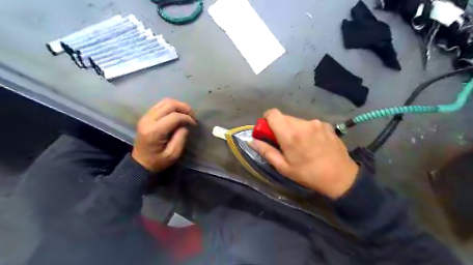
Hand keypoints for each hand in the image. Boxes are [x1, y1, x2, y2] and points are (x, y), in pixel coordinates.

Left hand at [131, 98, 195, 172]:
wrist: (140, 164)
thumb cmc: (157, 161)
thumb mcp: (173, 154)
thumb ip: (180, 138)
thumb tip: (185, 125)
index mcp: (154, 131)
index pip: (174, 116)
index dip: (187, 118)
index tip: (194, 124)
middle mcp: (148, 120)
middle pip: (169, 104)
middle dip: (184, 108)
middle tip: (192, 116)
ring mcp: (145, 117)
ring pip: (164, 102)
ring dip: (178, 106)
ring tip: (186, 114)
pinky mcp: (146, 117)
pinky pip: (160, 105)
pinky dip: (171, 107)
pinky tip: (177, 114)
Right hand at [249, 109, 356, 197]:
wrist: (341, 177)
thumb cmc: (308, 174)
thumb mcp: (283, 167)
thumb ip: (266, 151)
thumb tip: (252, 141)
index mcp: (290, 133)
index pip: (273, 113)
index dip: (267, 119)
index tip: (268, 131)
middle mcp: (303, 123)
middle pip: (284, 117)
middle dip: (280, 127)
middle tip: (284, 143)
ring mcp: (316, 123)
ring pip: (297, 121)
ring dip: (294, 129)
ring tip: (300, 145)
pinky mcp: (326, 125)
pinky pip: (309, 124)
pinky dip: (306, 130)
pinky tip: (313, 144)